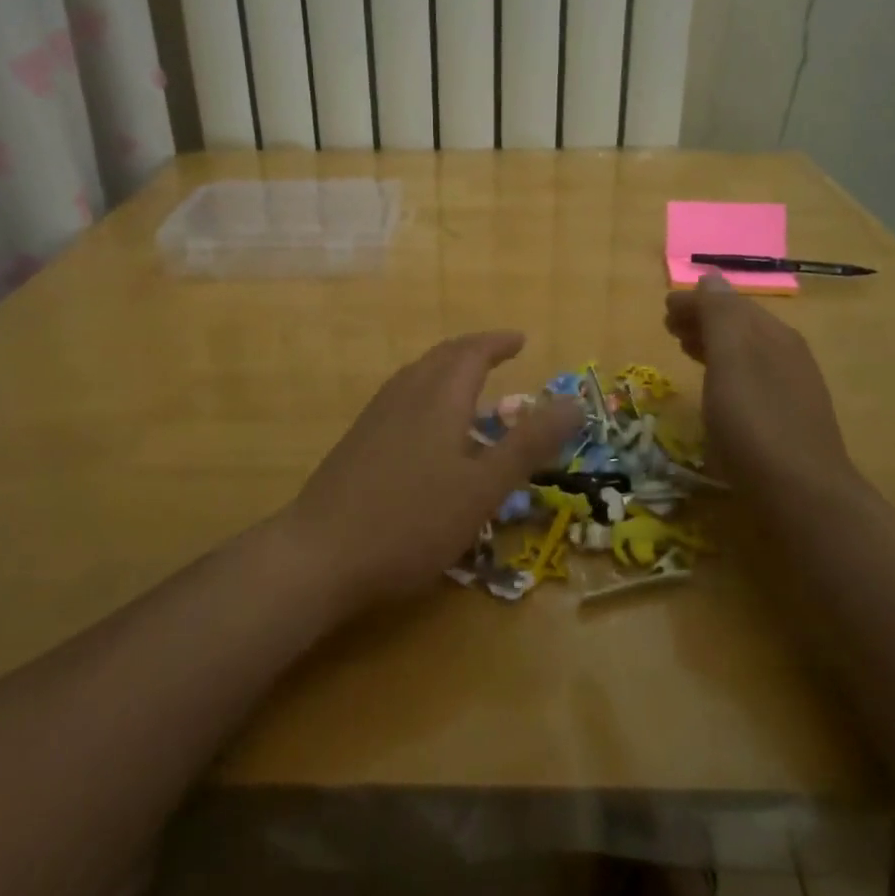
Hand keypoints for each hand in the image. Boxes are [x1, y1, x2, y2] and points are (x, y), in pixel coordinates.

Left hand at [285, 332, 582, 609]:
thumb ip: (529, 444)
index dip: (498, 343)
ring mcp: (376, 417)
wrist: (320, 554)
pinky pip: (402, 398)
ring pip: (418, 376)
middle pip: (441, 357)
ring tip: (469, 386)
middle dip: (473, 350)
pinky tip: (429, 429)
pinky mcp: (358, 440)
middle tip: (499, 355)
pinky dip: (428, 393)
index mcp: (439, 398)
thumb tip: (574, 401)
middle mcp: (405, 395)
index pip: (472, 352)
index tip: (521, 340)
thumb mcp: (484, 488)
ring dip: (448, 370)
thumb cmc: (412, 521)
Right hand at [665, 272, 862, 501]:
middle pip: (740, 326)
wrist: (803, 495)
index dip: (696, 302)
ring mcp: (792, 388)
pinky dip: (726, 371)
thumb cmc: (755, 423)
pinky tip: (717, 389)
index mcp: (773, 335)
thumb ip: (719, 316)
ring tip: (685, 350)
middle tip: (669, 327)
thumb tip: (711, 278)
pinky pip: (751, 379)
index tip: (664, 308)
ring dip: (713, 345)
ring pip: (746, 353)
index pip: (729, 304)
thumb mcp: (731, 361)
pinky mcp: (789, 419)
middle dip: (704, 321)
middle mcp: (787, 354)